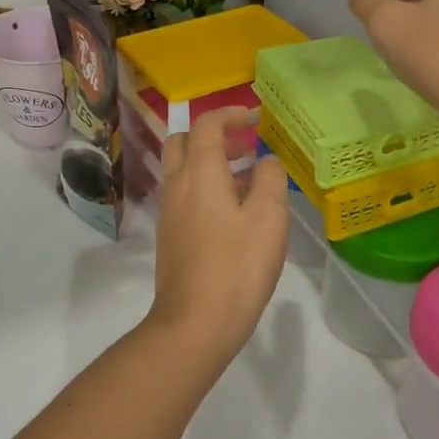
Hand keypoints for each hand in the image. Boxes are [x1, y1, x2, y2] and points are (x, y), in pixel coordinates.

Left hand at [148, 109, 290, 357]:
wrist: (194, 323)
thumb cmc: (237, 265)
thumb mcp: (269, 218)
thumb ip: (270, 180)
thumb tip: (265, 161)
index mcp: (199, 173)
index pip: (205, 125)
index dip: (229, 114)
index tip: (254, 118)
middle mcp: (177, 186)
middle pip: (183, 142)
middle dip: (213, 136)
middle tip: (245, 148)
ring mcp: (168, 213)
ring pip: (182, 171)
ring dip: (210, 164)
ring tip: (247, 182)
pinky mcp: (169, 238)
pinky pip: (184, 197)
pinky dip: (204, 189)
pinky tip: (233, 215)